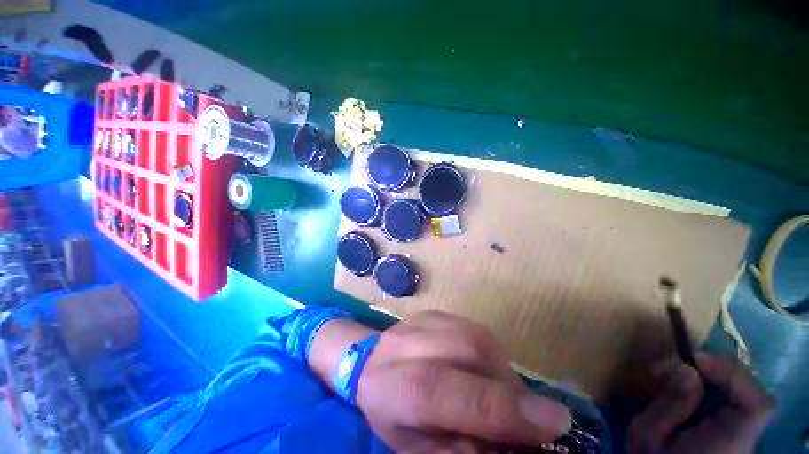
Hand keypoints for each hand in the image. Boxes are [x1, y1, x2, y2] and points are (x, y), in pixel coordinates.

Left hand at [355, 311, 571, 452]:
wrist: (370, 360)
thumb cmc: (390, 410)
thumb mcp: (415, 448)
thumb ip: (459, 449)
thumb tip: (510, 445)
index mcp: (395, 387)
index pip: (444, 391)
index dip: (499, 407)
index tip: (554, 421)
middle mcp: (409, 345)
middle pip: (469, 353)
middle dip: (509, 387)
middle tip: (527, 414)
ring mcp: (423, 321)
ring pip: (478, 337)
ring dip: (502, 370)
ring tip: (502, 392)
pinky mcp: (435, 312)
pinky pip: (475, 329)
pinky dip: (491, 354)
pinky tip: (483, 368)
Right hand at [628, 353, 775, 453]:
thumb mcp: (647, 435)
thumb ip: (669, 405)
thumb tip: (687, 368)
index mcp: (727, 443)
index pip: (757, 406)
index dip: (734, 375)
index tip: (696, 360)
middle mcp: (745, 437)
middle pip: (749, 391)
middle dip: (715, 369)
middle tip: (677, 364)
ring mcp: (743, 433)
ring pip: (741, 391)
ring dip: (711, 375)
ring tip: (675, 372)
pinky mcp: (735, 429)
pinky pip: (733, 398)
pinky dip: (711, 384)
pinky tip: (686, 383)